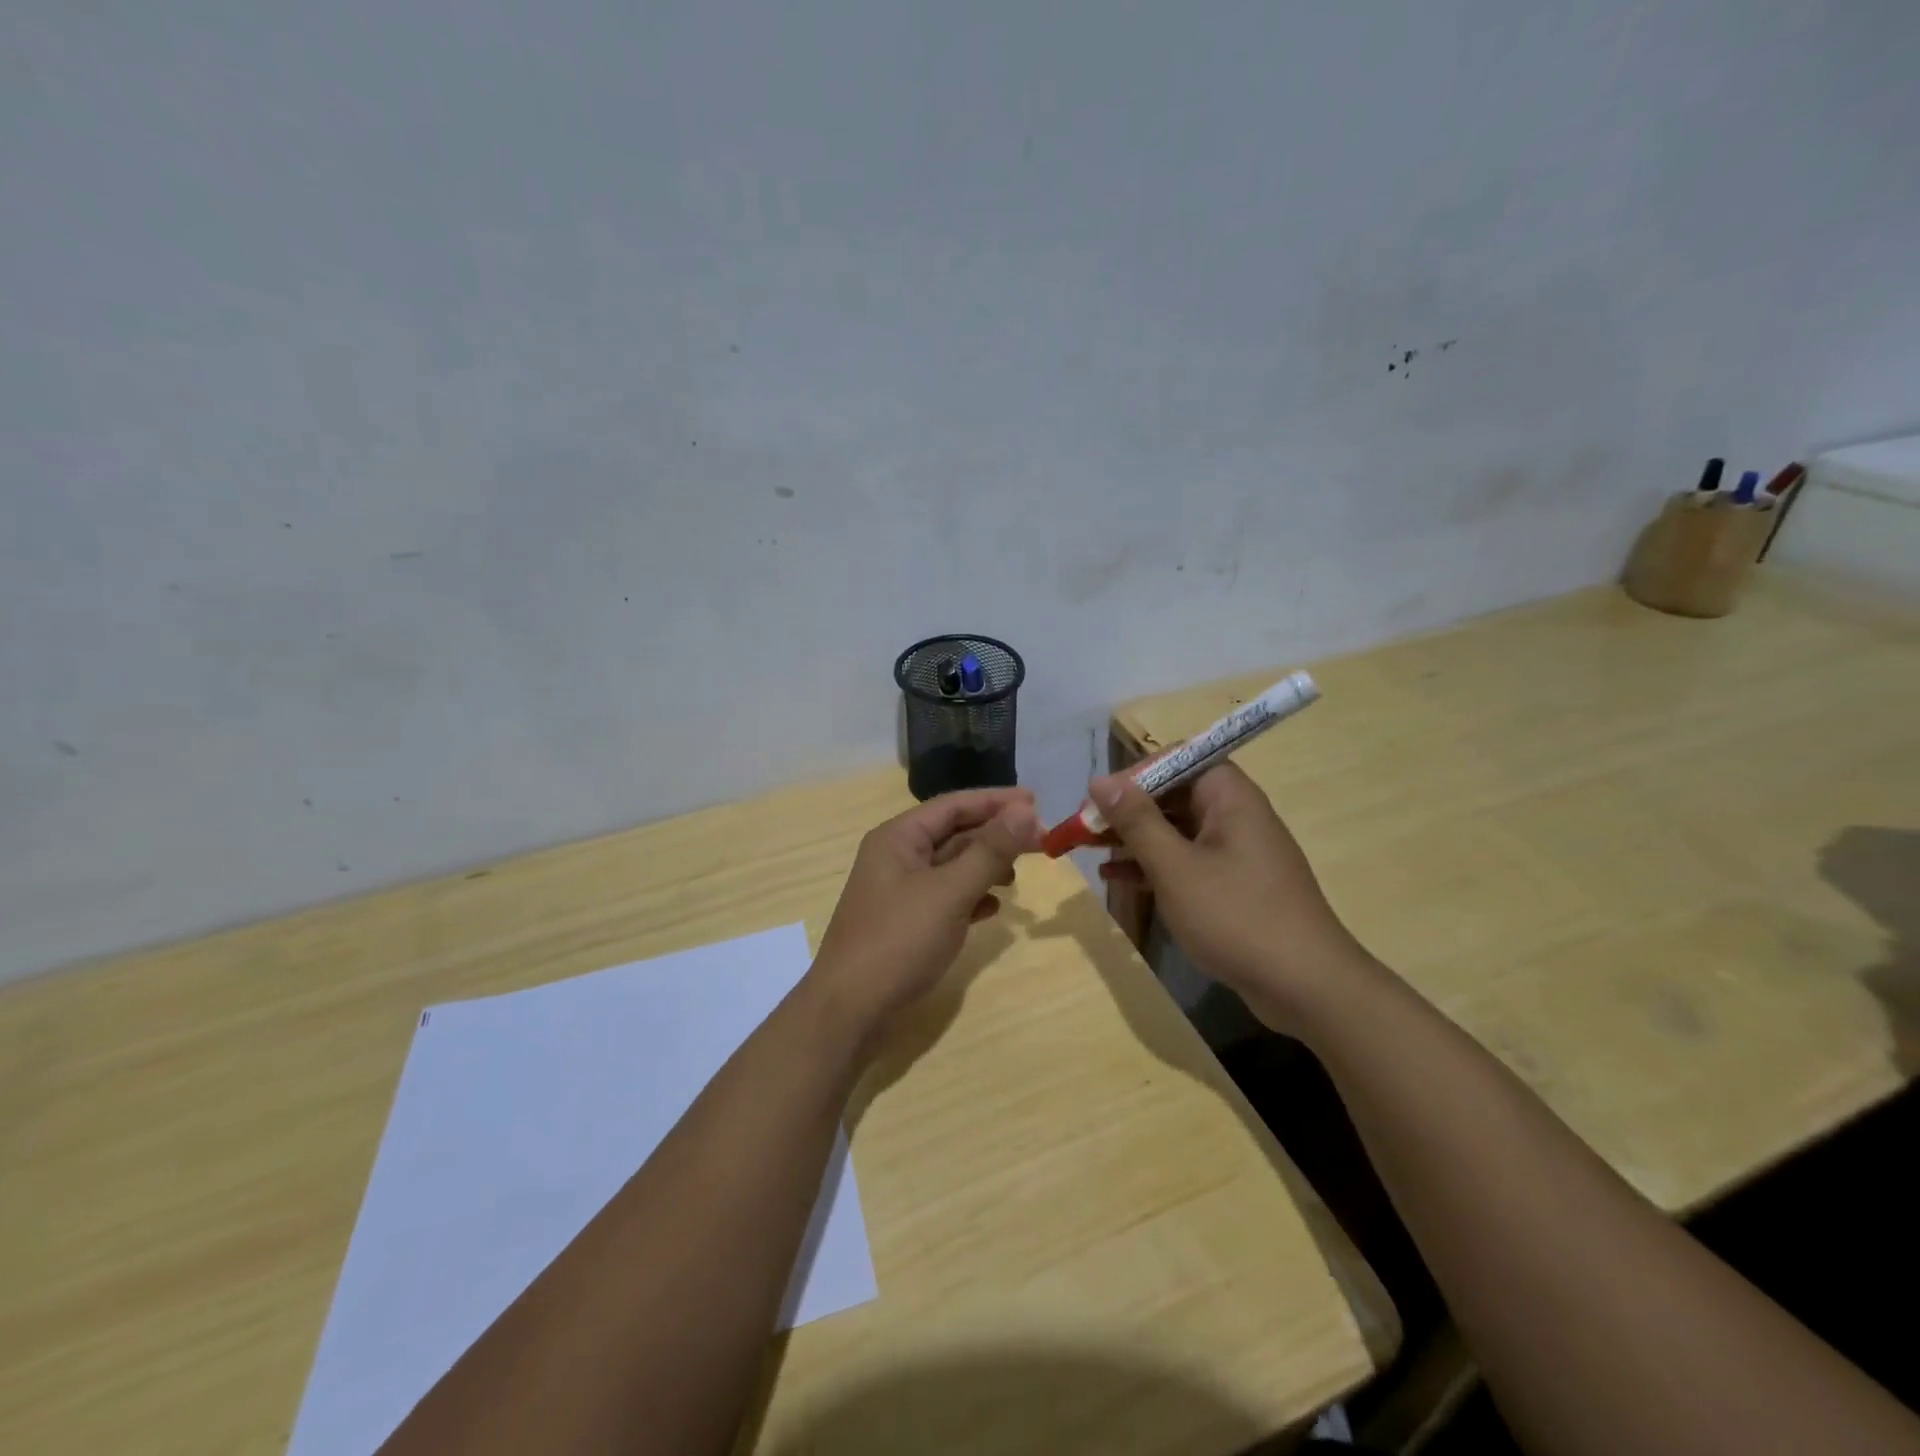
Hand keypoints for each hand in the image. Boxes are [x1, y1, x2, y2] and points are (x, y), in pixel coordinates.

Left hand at [809, 787, 1041, 1044]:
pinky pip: (946, 897)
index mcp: (898, 838)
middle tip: (1040, 840)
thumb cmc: (899, 940)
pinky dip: (971, 897)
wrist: (851, 1010)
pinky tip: (994, 908)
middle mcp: (897, 857)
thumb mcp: (950, 892)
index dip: (996, 801)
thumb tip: (1027, 811)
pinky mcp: (906, 922)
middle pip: (954, 833)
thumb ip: (990, 851)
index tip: (1037, 802)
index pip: (953, 806)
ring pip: (952, 866)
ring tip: (1017, 876)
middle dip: (995, 835)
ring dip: (985, 866)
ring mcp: (900, 891)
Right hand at [1092, 763, 1362, 1028]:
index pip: (1177, 760)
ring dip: (1134, 838)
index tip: (1099, 799)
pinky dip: (1153, 866)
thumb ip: (1136, 821)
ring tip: (1089, 850)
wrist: (1306, 986)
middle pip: (1173, 795)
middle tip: (1084, 828)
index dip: (1135, 774)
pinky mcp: (1234, 885)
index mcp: (1229, 797)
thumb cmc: (1236, 916)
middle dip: (1127, 810)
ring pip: (1175, 831)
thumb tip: (1100, 781)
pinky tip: (1116, 878)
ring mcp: (1236, 852)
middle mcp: (1235, 815)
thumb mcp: (1175, 867)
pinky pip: (1186, 861)